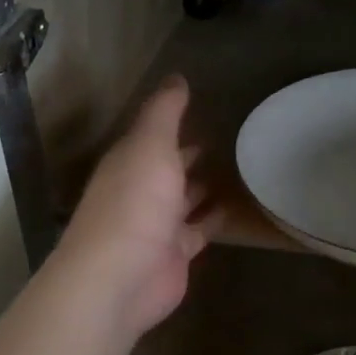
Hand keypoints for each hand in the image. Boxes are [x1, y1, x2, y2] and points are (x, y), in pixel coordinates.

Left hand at [54, 76, 212, 338]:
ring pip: (183, 199)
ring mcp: (157, 224)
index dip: (170, 122)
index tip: (198, 107)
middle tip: (220, 139)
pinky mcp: (176, 252)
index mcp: (128, 162)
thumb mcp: (151, 145)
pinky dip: (213, 217)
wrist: (121, 276)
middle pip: (166, 168)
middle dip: (186, 155)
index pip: (150, 136)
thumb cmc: (134, 203)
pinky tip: (234, 205)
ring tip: (234, 168)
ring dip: (200, 186)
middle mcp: (139, 191)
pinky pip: (199, 229)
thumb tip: (177, 77)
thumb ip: (165, 112)